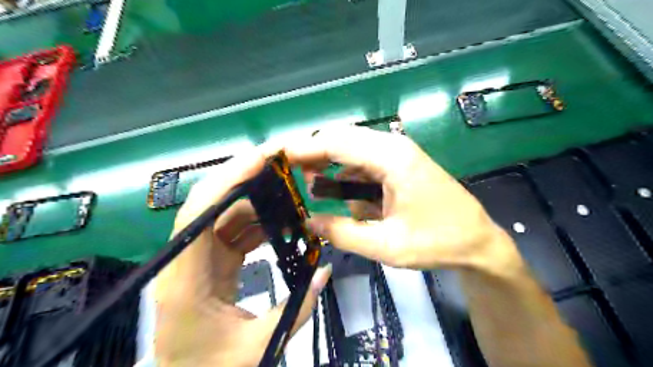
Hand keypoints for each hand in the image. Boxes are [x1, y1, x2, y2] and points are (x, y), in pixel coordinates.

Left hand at [153, 148, 331, 366]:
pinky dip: (261, 222)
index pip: (200, 211)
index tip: (265, 159)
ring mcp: (200, 257)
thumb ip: (298, 309)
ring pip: (228, 213)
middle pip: (215, 202)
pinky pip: (236, 230)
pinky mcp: (212, 261)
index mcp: (187, 277)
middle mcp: (188, 258)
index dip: (230, 178)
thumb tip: (326, 271)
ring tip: (293, 195)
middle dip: (251, 179)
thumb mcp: (258, 348)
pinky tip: (284, 223)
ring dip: (260, 201)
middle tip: (288, 167)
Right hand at [286, 127, 515, 272]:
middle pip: (341, 139)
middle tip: (286, 173)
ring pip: (350, 150)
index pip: (337, 142)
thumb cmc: (437, 243)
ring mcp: (396, 155)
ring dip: (327, 165)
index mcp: (392, 158)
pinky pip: (362, 164)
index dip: (303, 148)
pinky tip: (333, 191)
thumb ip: (342, 233)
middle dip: (312, 154)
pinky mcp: (397, 166)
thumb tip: (307, 221)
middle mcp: (392, 147)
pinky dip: (344, 175)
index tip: (275, 157)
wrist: (477, 243)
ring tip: (306, 185)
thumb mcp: (386, 246)